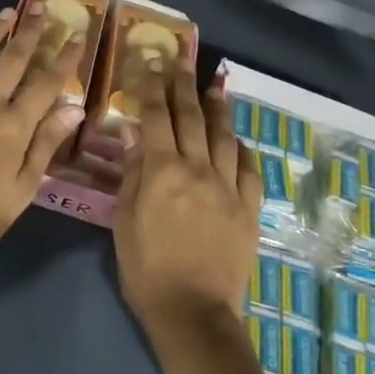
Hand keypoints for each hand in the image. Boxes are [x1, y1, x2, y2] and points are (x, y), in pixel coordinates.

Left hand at [0, 6, 86, 271]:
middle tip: (42, 9)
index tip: (77, 36)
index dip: (64, 58)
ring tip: (7, 13)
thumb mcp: (23, 188)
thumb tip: (73, 108)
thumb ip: (46, 144)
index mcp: (13, 125)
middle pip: (12, 59)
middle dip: (30, 32)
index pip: (46, 83)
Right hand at [113, 59, 260, 339]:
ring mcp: (228, 187)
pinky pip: (250, 170)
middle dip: (186, 86)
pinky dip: (244, 149)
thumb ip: (133, 173)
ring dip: (219, 109)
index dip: (154, 88)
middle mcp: (198, 169)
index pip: (157, 117)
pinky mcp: (248, 208)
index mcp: (162, 170)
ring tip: (216, 87)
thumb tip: (135, 135)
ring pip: (225, 137)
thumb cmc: (146, 268)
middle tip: (185, 62)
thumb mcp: (124, 219)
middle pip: (192, 118)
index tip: (153, 64)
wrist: (194, 311)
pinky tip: (239, 140)